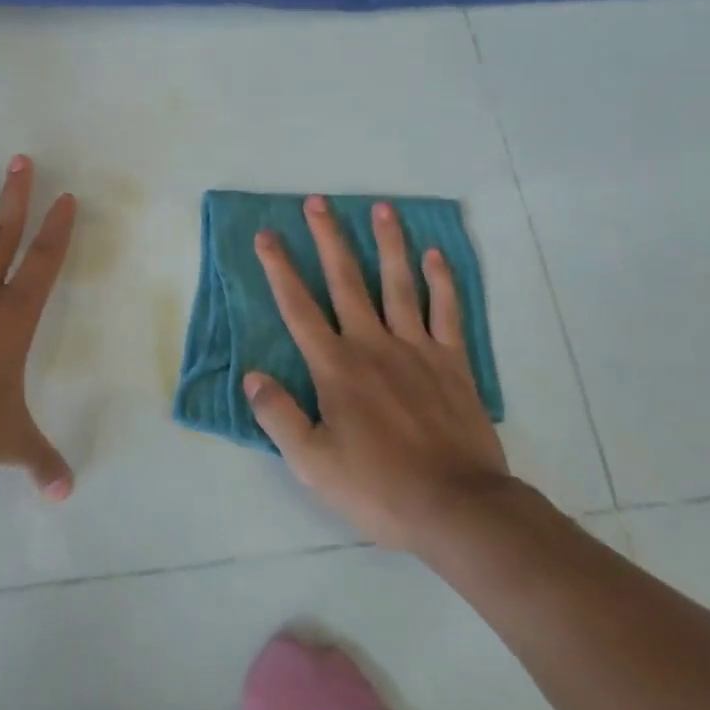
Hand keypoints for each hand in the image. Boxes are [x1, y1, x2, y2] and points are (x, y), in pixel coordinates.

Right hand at [246, 196, 513, 550]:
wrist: (457, 507)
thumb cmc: (378, 487)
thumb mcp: (312, 463)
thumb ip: (278, 415)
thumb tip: (252, 376)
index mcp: (335, 367)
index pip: (298, 308)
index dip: (279, 269)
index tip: (267, 235)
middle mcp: (372, 345)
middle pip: (346, 280)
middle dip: (329, 239)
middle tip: (318, 201)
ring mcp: (417, 349)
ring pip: (398, 284)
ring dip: (388, 244)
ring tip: (382, 208)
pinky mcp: (452, 362)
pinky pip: (447, 312)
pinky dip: (442, 281)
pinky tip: (436, 255)